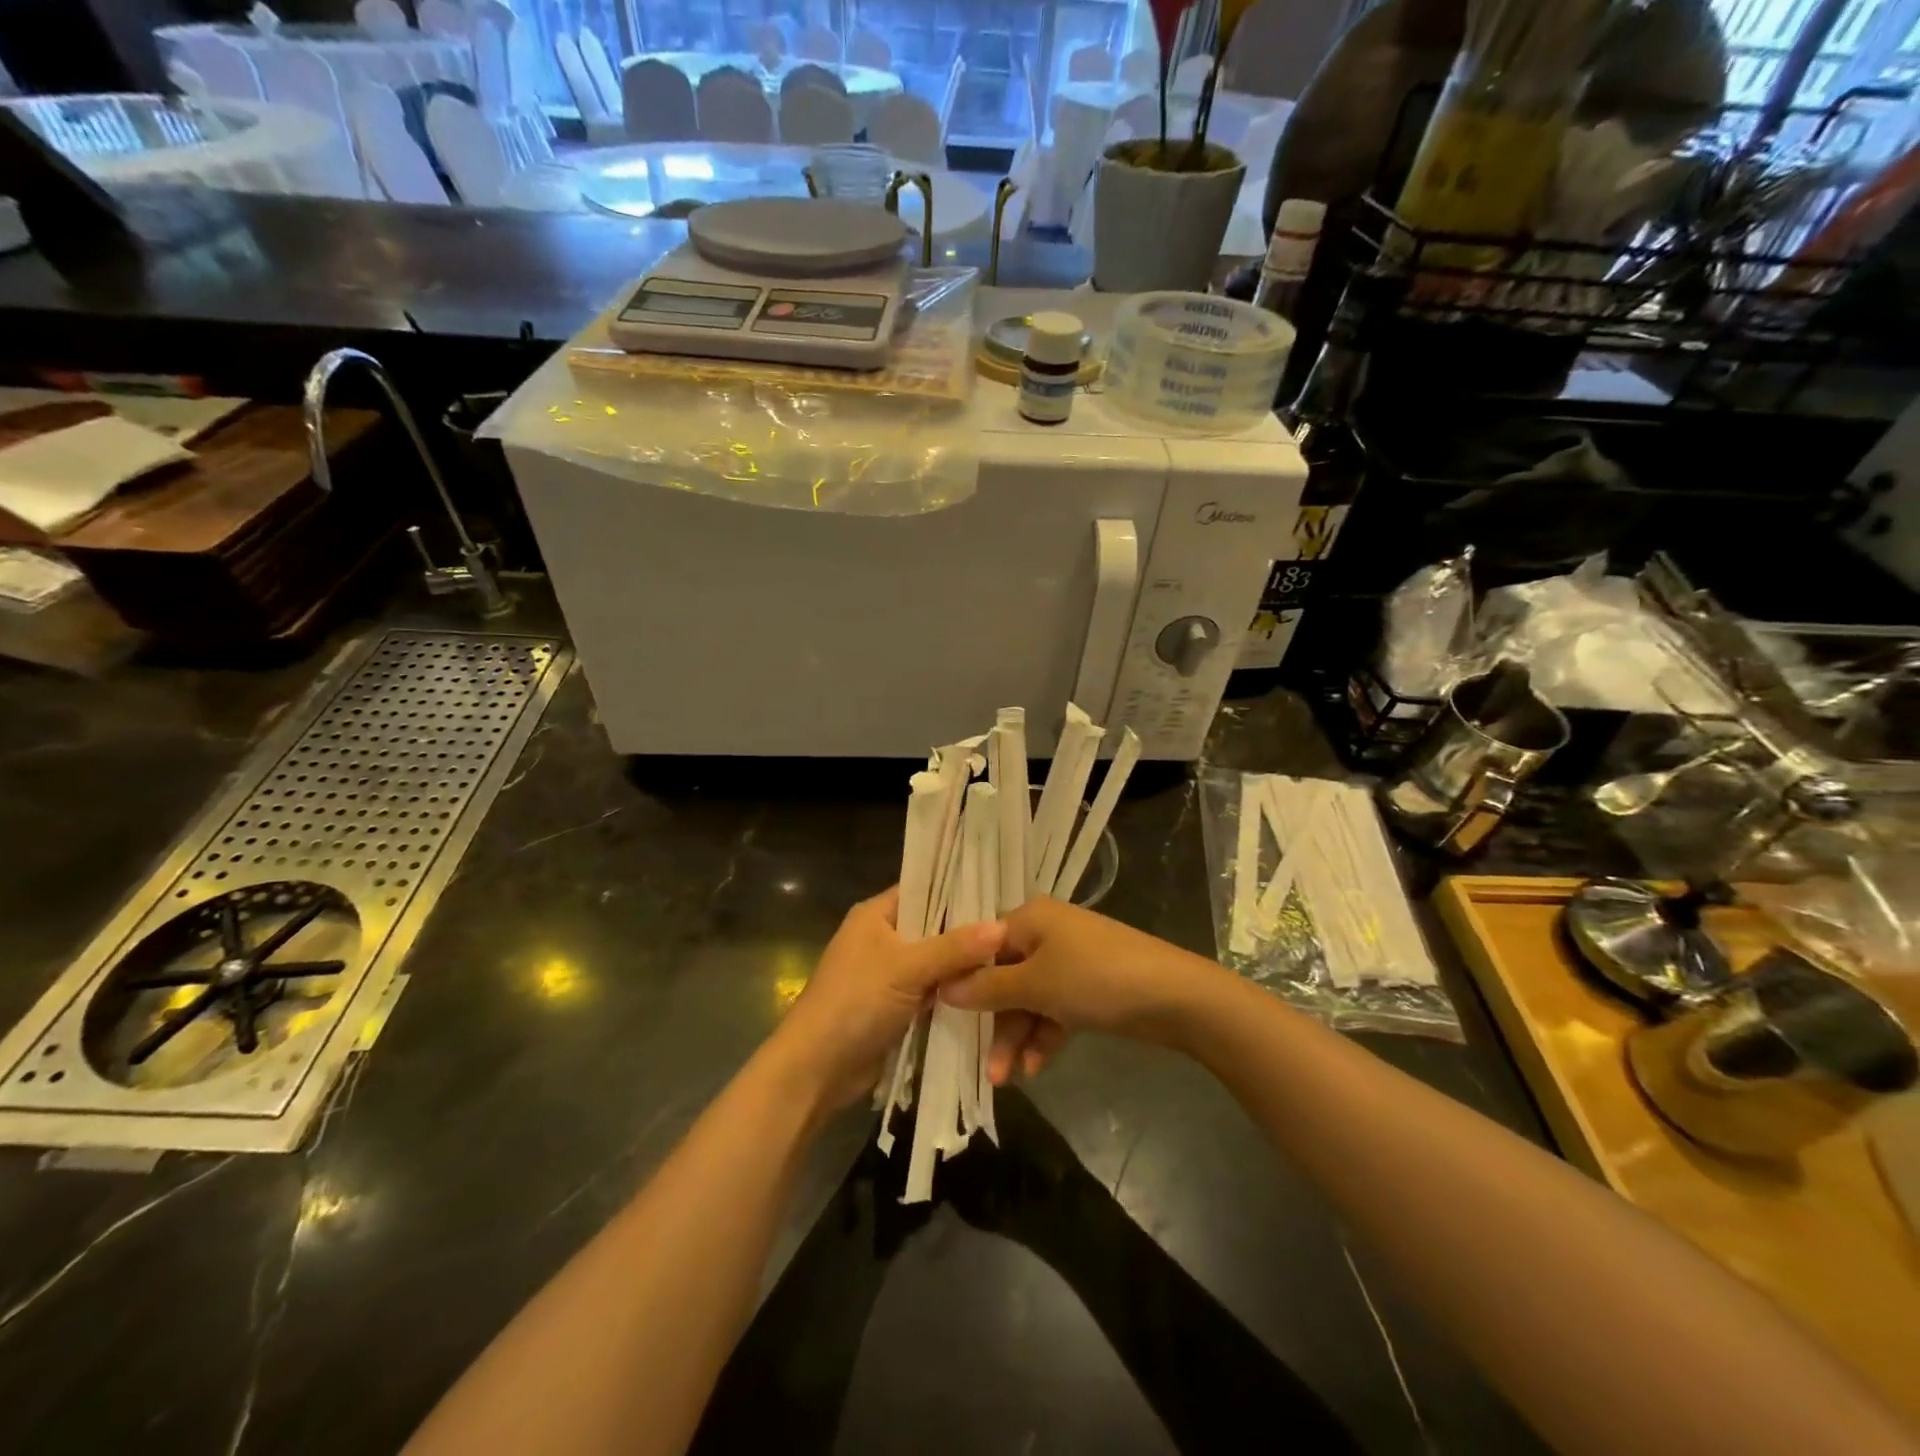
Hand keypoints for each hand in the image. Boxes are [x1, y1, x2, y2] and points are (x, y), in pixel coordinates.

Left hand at [771, 888, 1005, 1108]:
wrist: (816, 1069)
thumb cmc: (855, 1003)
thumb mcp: (906, 968)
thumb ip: (954, 947)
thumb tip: (1004, 926)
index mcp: (876, 914)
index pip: (925, 888)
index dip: (960, 889)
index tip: (1002, 894)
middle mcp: (883, 937)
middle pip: (935, 926)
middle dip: (969, 933)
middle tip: (1016, 933)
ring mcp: (890, 973)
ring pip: (937, 962)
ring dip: (964, 967)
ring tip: (1013, 961)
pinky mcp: (897, 1005)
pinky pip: (933, 990)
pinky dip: (954, 993)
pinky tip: (991, 992)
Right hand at [945, 899, 1227, 1078]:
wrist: (1174, 996)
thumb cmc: (1095, 979)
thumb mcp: (1036, 984)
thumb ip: (987, 988)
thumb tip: (942, 986)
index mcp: (1030, 918)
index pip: (982, 946)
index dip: (964, 981)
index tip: (943, 1016)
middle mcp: (1046, 933)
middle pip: (1005, 977)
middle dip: (996, 1023)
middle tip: (988, 1069)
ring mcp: (1070, 960)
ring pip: (1029, 998)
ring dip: (1018, 1036)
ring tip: (1010, 1079)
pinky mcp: (1089, 986)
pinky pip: (1054, 1008)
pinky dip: (1044, 1035)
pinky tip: (1037, 1067)